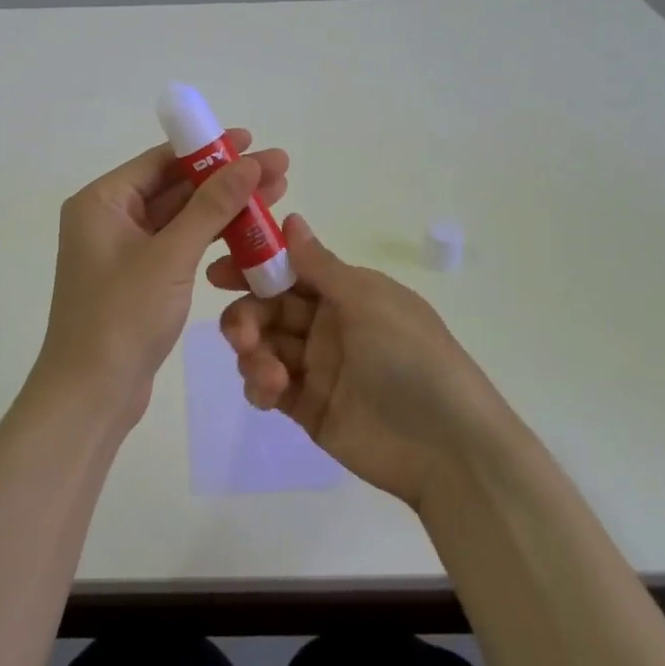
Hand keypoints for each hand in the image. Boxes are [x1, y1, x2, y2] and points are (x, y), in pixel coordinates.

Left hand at [32, 131, 288, 432]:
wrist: (90, 395)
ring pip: (181, 219)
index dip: (209, 150)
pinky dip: (210, 240)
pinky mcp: (139, 280)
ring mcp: (123, 251)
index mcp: (102, 202)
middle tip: (278, 170)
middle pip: (175, 187)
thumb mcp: (171, 256)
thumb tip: (249, 162)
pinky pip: (178, 247)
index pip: (161, 160)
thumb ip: (211, 206)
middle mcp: (109, 219)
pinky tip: (249, 235)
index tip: (252, 141)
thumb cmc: (122, 316)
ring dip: (224, 210)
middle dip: (226, 180)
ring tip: (275, 197)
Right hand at [211, 214, 504, 507]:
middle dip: (247, 316)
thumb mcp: (368, 301)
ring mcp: (317, 368)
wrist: (447, 447)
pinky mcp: (308, 408)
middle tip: (239, 333)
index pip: (289, 271)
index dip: (253, 267)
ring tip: (271, 375)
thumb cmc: (410, 358)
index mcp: (346, 293)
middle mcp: (328, 325)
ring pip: (264, 347)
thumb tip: (291, 218)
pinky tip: (272, 392)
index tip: (217, 272)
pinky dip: (261, 386)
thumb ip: (320, 265)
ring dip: (253, 353)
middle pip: (268, 309)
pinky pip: (269, 387)